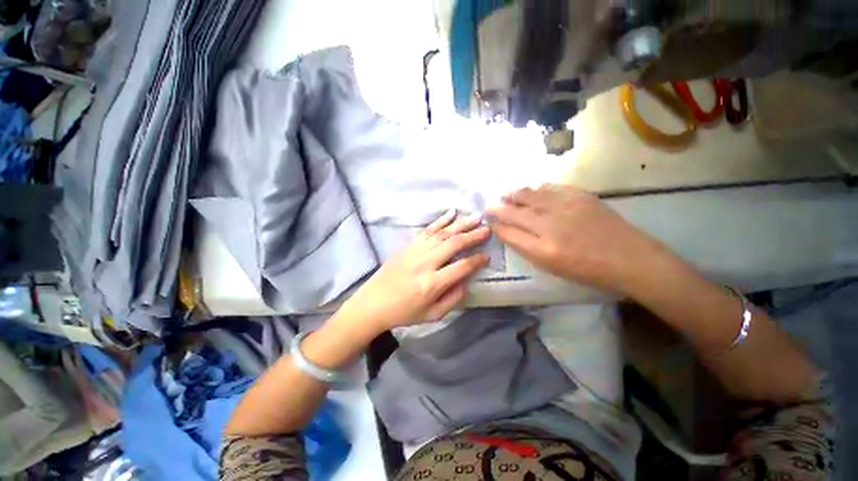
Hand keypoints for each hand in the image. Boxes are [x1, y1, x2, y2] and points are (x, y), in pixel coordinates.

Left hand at [336, 210, 489, 332]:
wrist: (372, 303)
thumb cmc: (403, 312)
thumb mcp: (432, 315)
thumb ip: (452, 299)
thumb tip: (466, 281)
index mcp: (432, 283)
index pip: (461, 267)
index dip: (477, 260)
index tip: (487, 255)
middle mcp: (425, 263)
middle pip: (453, 244)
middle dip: (473, 236)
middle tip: (488, 229)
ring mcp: (415, 251)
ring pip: (442, 233)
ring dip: (461, 224)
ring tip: (476, 217)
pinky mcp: (407, 245)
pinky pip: (427, 230)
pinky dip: (440, 220)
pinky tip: (452, 213)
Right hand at [487, 185, 668, 294]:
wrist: (630, 259)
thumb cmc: (588, 270)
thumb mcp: (552, 267)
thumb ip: (527, 248)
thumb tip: (509, 232)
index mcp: (542, 249)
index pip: (508, 232)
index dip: (496, 226)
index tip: (489, 222)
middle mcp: (549, 225)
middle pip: (514, 212)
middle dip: (498, 209)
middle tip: (489, 206)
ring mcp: (565, 207)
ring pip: (529, 196)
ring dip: (514, 194)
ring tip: (505, 194)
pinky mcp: (580, 196)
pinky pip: (550, 188)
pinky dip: (537, 188)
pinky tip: (533, 189)